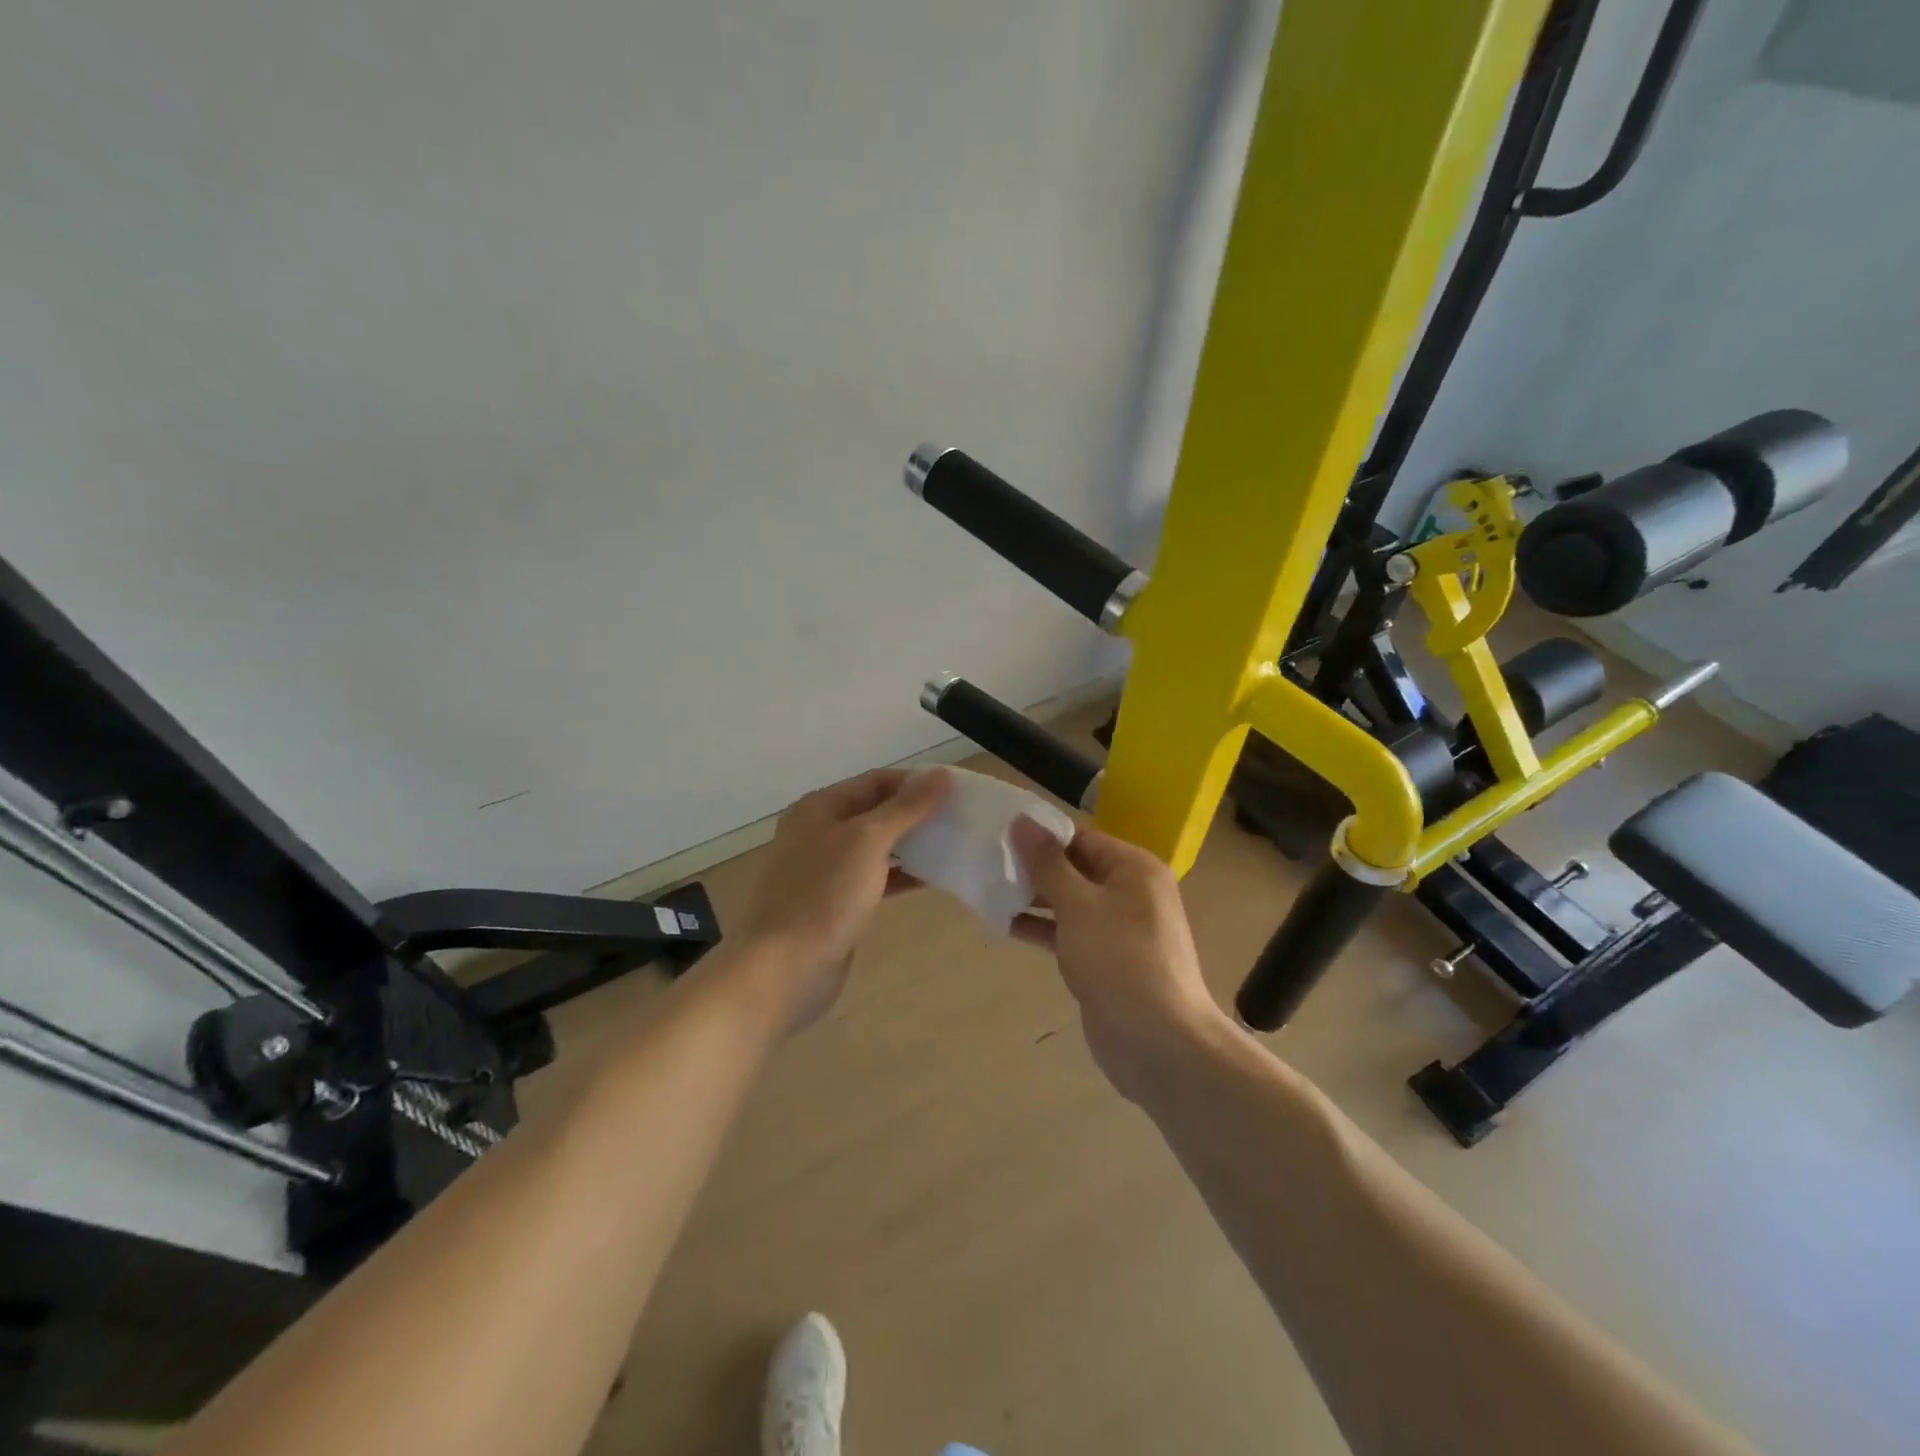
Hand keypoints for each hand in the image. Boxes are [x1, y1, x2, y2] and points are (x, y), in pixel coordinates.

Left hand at [733, 767, 950, 1032]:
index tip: (956, 792)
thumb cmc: (824, 895)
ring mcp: (826, 870)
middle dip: (916, 813)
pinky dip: (902, 875)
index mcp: (820, 808)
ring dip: (912, 844)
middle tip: (959, 819)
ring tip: (952, 845)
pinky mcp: (836, 903)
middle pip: (876, 811)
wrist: (783, 969)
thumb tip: (942, 775)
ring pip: (877, 847)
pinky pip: (875, 878)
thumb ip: (907, 807)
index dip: (915, 782)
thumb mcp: (868, 840)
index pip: (875, 781)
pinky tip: (932, 879)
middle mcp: (820, 832)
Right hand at [1009, 817, 1228, 1099]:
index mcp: (1133, 868)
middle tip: (985, 860)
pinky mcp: (1103, 959)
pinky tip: (1004, 923)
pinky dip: (1041, 927)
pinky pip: (1068, 932)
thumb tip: (1022, 821)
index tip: (997, 832)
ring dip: (1032, 898)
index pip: (1080, 837)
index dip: (1040, 834)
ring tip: (987, 888)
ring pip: (1068, 901)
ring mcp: (1116, 928)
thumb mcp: (1079, 906)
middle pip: (1074, 867)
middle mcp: (1129, 891)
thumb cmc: (1120, 961)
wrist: (1158, 1043)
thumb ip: (1048, 864)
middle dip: (1033, 867)